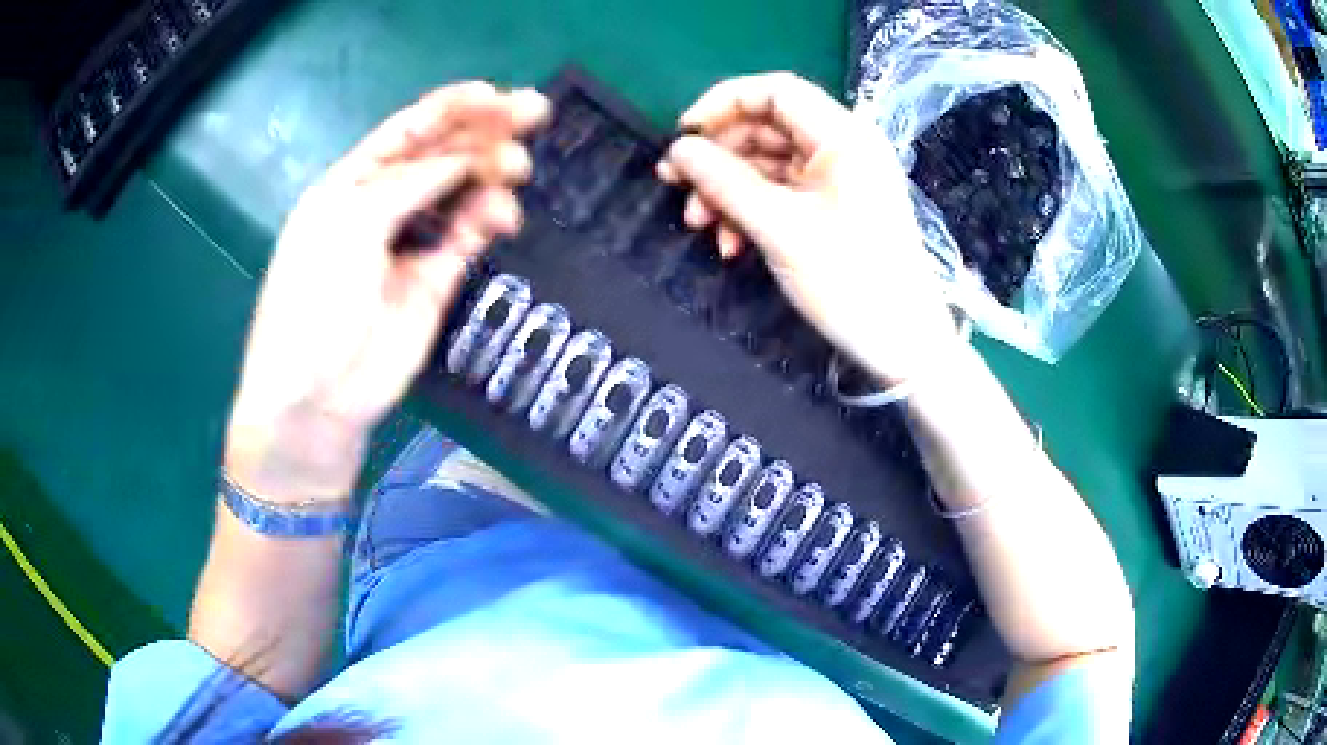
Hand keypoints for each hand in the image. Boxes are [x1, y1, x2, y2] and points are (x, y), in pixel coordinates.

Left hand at [225, 83, 549, 502]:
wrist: (317, 395)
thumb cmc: (313, 300)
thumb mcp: (348, 226)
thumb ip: (405, 186)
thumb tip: (459, 159)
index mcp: (351, 184)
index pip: (406, 133)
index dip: (448, 109)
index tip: (493, 93)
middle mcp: (382, 205)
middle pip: (440, 155)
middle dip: (483, 131)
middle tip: (534, 112)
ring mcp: (410, 242)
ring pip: (460, 192)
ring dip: (491, 172)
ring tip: (517, 167)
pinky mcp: (434, 279)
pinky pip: (467, 237)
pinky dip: (487, 219)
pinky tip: (502, 215)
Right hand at [657, 72, 959, 386]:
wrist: (904, 345)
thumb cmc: (851, 281)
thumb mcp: (781, 228)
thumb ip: (725, 182)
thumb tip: (679, 149)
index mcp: (843, 136)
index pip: (775, 91)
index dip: (723, 104)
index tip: (683, 137)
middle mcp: (842, 148)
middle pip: (766, 129)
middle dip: (718, 158)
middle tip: (674, 188)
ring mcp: (838, 180)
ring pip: (768, 165)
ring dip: (727, 191)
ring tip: (699, 227)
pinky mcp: (832, 210)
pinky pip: (781, 195)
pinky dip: (750, 213)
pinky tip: (730, 245)